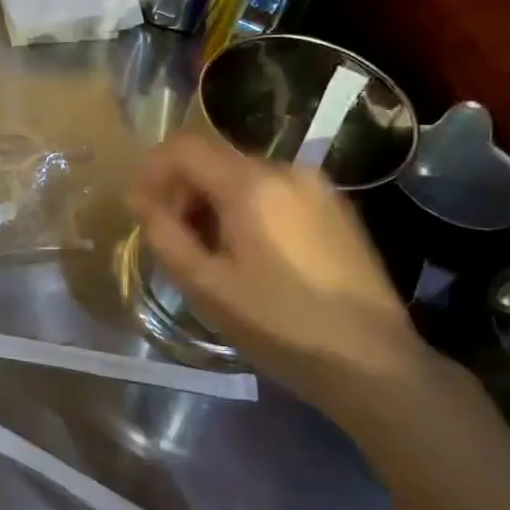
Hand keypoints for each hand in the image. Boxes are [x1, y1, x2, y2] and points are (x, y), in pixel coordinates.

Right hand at [129, 133, 429, 431]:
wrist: (372, 362)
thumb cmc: (279, 325)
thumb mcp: (206, 286)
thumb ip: (164, 235)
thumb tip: (142, 202)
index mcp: (252, 184)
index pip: (184, 147)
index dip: (150, 169)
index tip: (137, 205)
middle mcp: (287, 170)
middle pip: (214, 158)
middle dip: (181, 188)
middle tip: (168, 234)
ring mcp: (318, 187)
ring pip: (244, 175)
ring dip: (212, 200)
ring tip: (207, 249)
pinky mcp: (335, 208)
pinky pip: (274, 192)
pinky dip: (246, 208)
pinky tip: (248, 252)